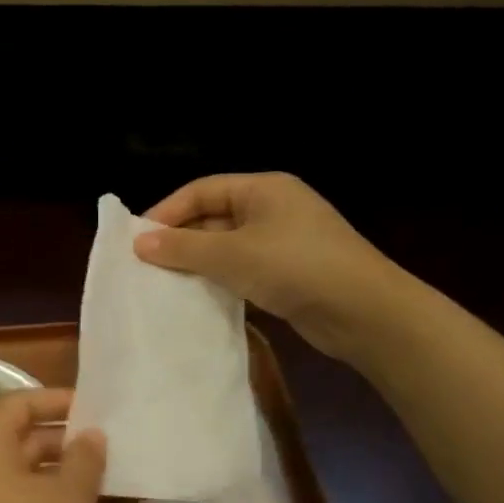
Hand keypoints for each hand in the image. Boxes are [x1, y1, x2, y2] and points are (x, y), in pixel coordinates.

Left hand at [0, 388, 157, 502]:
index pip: (18, 405)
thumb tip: (90, 435)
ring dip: (93, 488)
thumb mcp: (68, 497)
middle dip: (80, 446)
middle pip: (34, 445)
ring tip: (143, 481)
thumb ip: (84, 459)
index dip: (56, 400)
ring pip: (48, 488)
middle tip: (122, 443)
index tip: (95, 406)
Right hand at [135, 172, 418, 361]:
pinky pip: (241, 268)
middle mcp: (272, 208)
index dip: (167, 212)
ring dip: (196, 262)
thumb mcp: (232, 254)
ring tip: (163, 282)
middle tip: (145, 264)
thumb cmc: (296, 267)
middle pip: (212, 216)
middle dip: (179, 239)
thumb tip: (138, 242)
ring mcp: (283, 241)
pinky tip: (197, 297)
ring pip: (225, 245)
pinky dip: (218, 279)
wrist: (366, 313)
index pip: (201, 190)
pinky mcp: (288, 272)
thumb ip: (183, 247)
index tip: (137, 240)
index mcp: (263, 189)